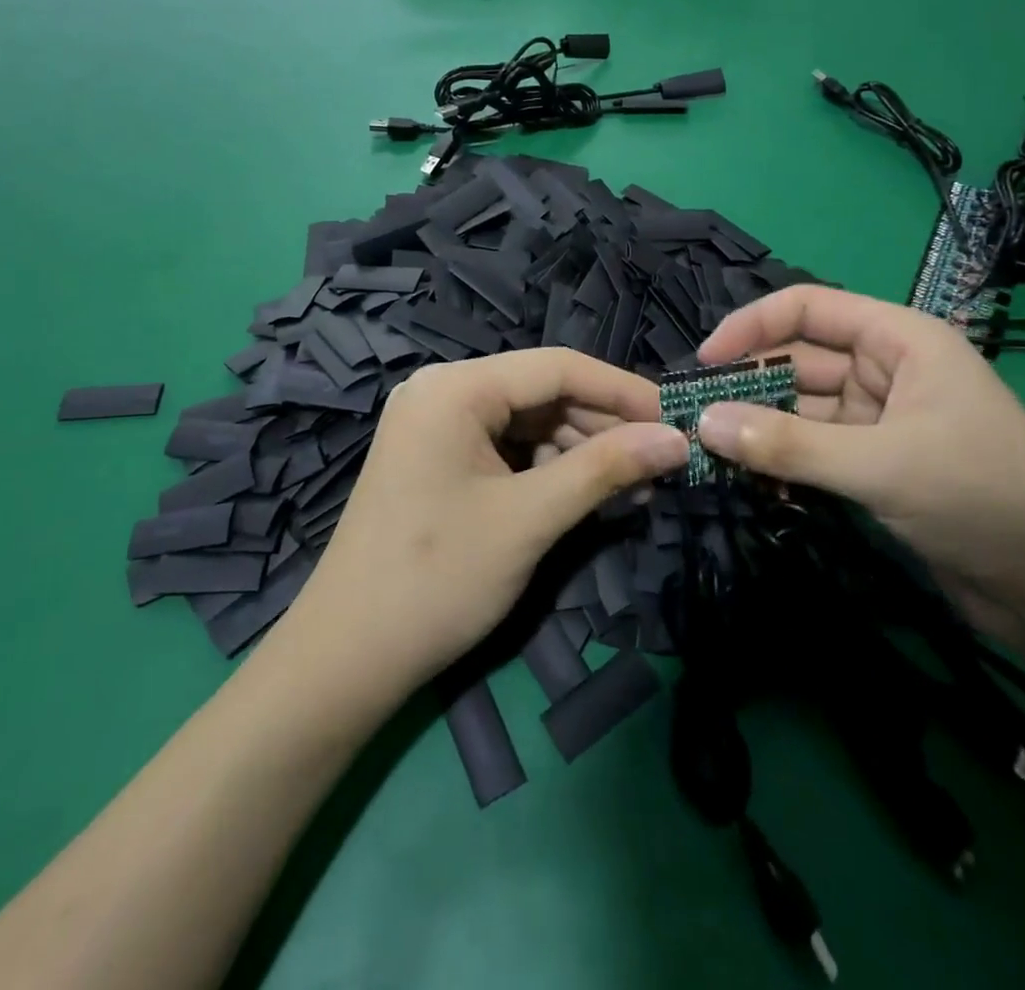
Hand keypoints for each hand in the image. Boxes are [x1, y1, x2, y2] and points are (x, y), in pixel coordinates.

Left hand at [283, 349, 688, 695]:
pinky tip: (585, 493)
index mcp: (455, 387)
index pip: (557, 367)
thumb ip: (605, 469)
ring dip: (580, 450)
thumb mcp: (530, 519)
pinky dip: (548, 468)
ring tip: (633, 487)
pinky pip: (506, 447)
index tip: (677, 418)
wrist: (346, 657)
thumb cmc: (437, 579)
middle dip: (603, 426)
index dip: (623, 390)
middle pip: (542, 393)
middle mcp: (443, 392)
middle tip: (661, 462)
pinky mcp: (438, 458)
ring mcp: (436, 425)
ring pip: (528, 422)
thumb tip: (677, 439)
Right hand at [692, 286, 1024, 653]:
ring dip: (759, 430)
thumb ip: (788, 444)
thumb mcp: (880, 465)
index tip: (703, 362)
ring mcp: (878, 420)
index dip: (751, 327)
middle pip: (797, 361)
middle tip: (692, 418)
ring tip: (709, 454)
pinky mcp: (874, 466)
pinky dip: (782, 463)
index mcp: (899, 340)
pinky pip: (811, 450)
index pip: (808, 308)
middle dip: (747, 386)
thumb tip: (702, 423)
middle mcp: (885, 370)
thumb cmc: (983, 497)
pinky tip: (753, 484)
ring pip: (799, 410)